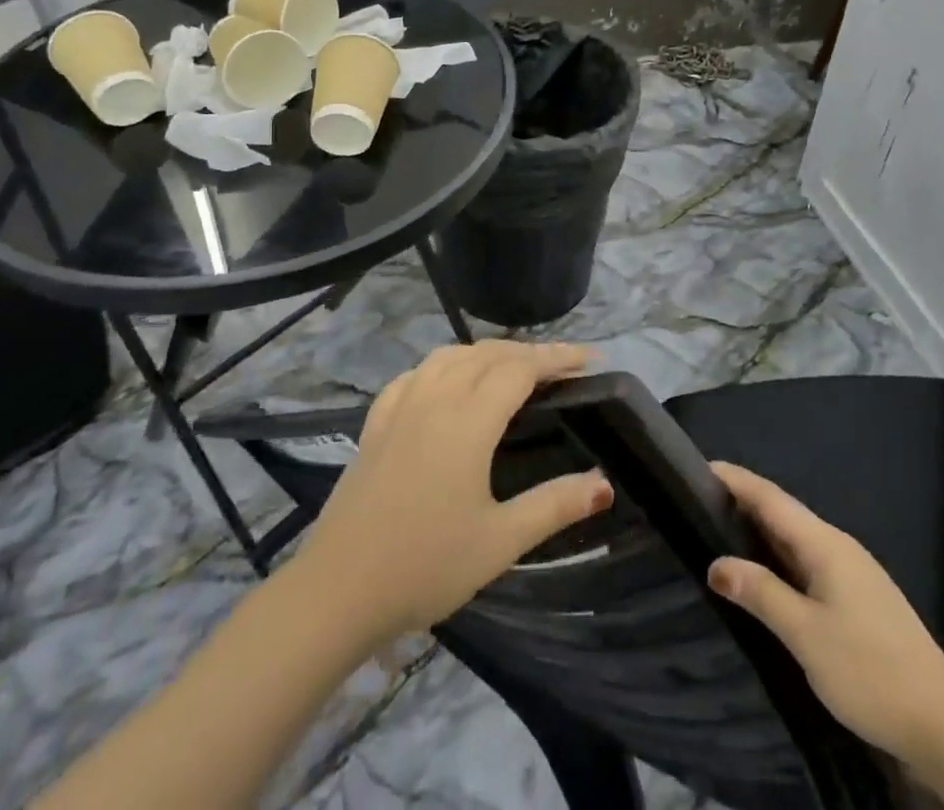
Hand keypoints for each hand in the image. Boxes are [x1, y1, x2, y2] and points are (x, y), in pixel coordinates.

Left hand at [291, 340, 614, 642]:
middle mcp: (435, 397)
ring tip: (512, 368)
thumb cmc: (426, 566)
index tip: (589, 358)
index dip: (557, 357)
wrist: (339, 590)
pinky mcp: (376, 421)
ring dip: (487, 353)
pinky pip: (417, 373)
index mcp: (468, 420)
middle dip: (529, 352)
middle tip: (561, 366)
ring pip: (450, 355)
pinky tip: (447, 383)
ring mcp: (400, 405)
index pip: (521, 369)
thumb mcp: (500, 542)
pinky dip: (445, 365)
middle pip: (488, 354)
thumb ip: (555, 506)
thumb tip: (604, 483)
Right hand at [707, 462, 943, 767]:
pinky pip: (806, 562)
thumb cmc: (871, 671)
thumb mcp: (806, 634)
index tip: (696, 467)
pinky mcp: (858, 599)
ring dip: (757, 532)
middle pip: (781, 512)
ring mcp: (851, 573)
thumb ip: (760, 592)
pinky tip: (762, 575)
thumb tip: (715, 563)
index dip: (733, 479)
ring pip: (794, 539)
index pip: (769, 496)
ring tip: (717, 533)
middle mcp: (837, 547)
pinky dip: (776, 558)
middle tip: (694, 502)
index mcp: (824, 543)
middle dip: (740, 502)